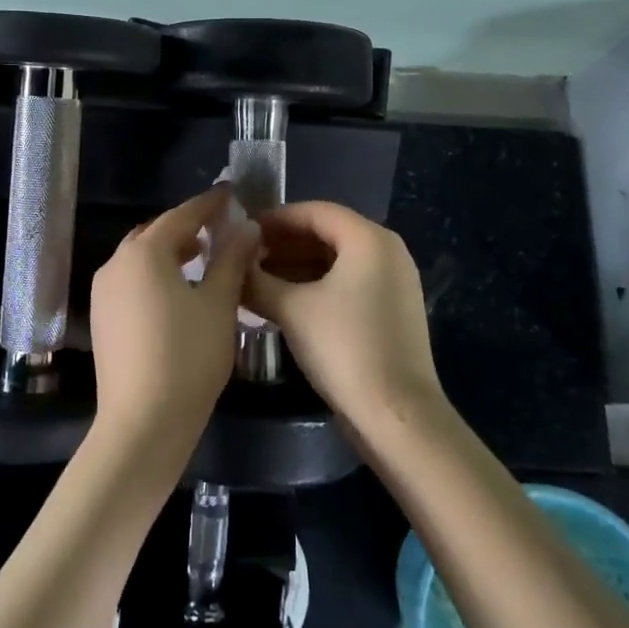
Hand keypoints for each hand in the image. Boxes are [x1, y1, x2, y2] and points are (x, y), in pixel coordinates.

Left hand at [88, 186, 259, 455]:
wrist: (142, 424)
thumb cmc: (188, 357)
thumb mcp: (219, 304)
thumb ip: (231, 259)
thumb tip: (245, 227)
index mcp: (144, 252)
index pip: (182, 216)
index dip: (209, 204)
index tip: (231, 193)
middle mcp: (116, 263)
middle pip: (155, 233)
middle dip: (186, 226)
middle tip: (218, 226)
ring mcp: (103, 292)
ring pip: (140, 257)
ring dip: (170, 251)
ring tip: (202, 256)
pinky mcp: (102, 317)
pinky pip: (131, 280)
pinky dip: (155, 274)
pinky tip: (177, 290)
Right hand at [244, 201, 444, 435]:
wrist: (397, 416)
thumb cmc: (344, 348)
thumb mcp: (292, 309)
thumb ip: (257, 279)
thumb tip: (232, 262)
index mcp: (369, 239)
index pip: (314, 211)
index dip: (274, 219)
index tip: (241, 231)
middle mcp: (387, 251)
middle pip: (326, 233)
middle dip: (283, 244)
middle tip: (244, 256)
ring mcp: (394, 282)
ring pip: (336, 260)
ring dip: (296, 266)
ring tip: (256, 279)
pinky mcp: (391, 310)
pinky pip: (348, 283)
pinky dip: (316, 285)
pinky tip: (284, 301)